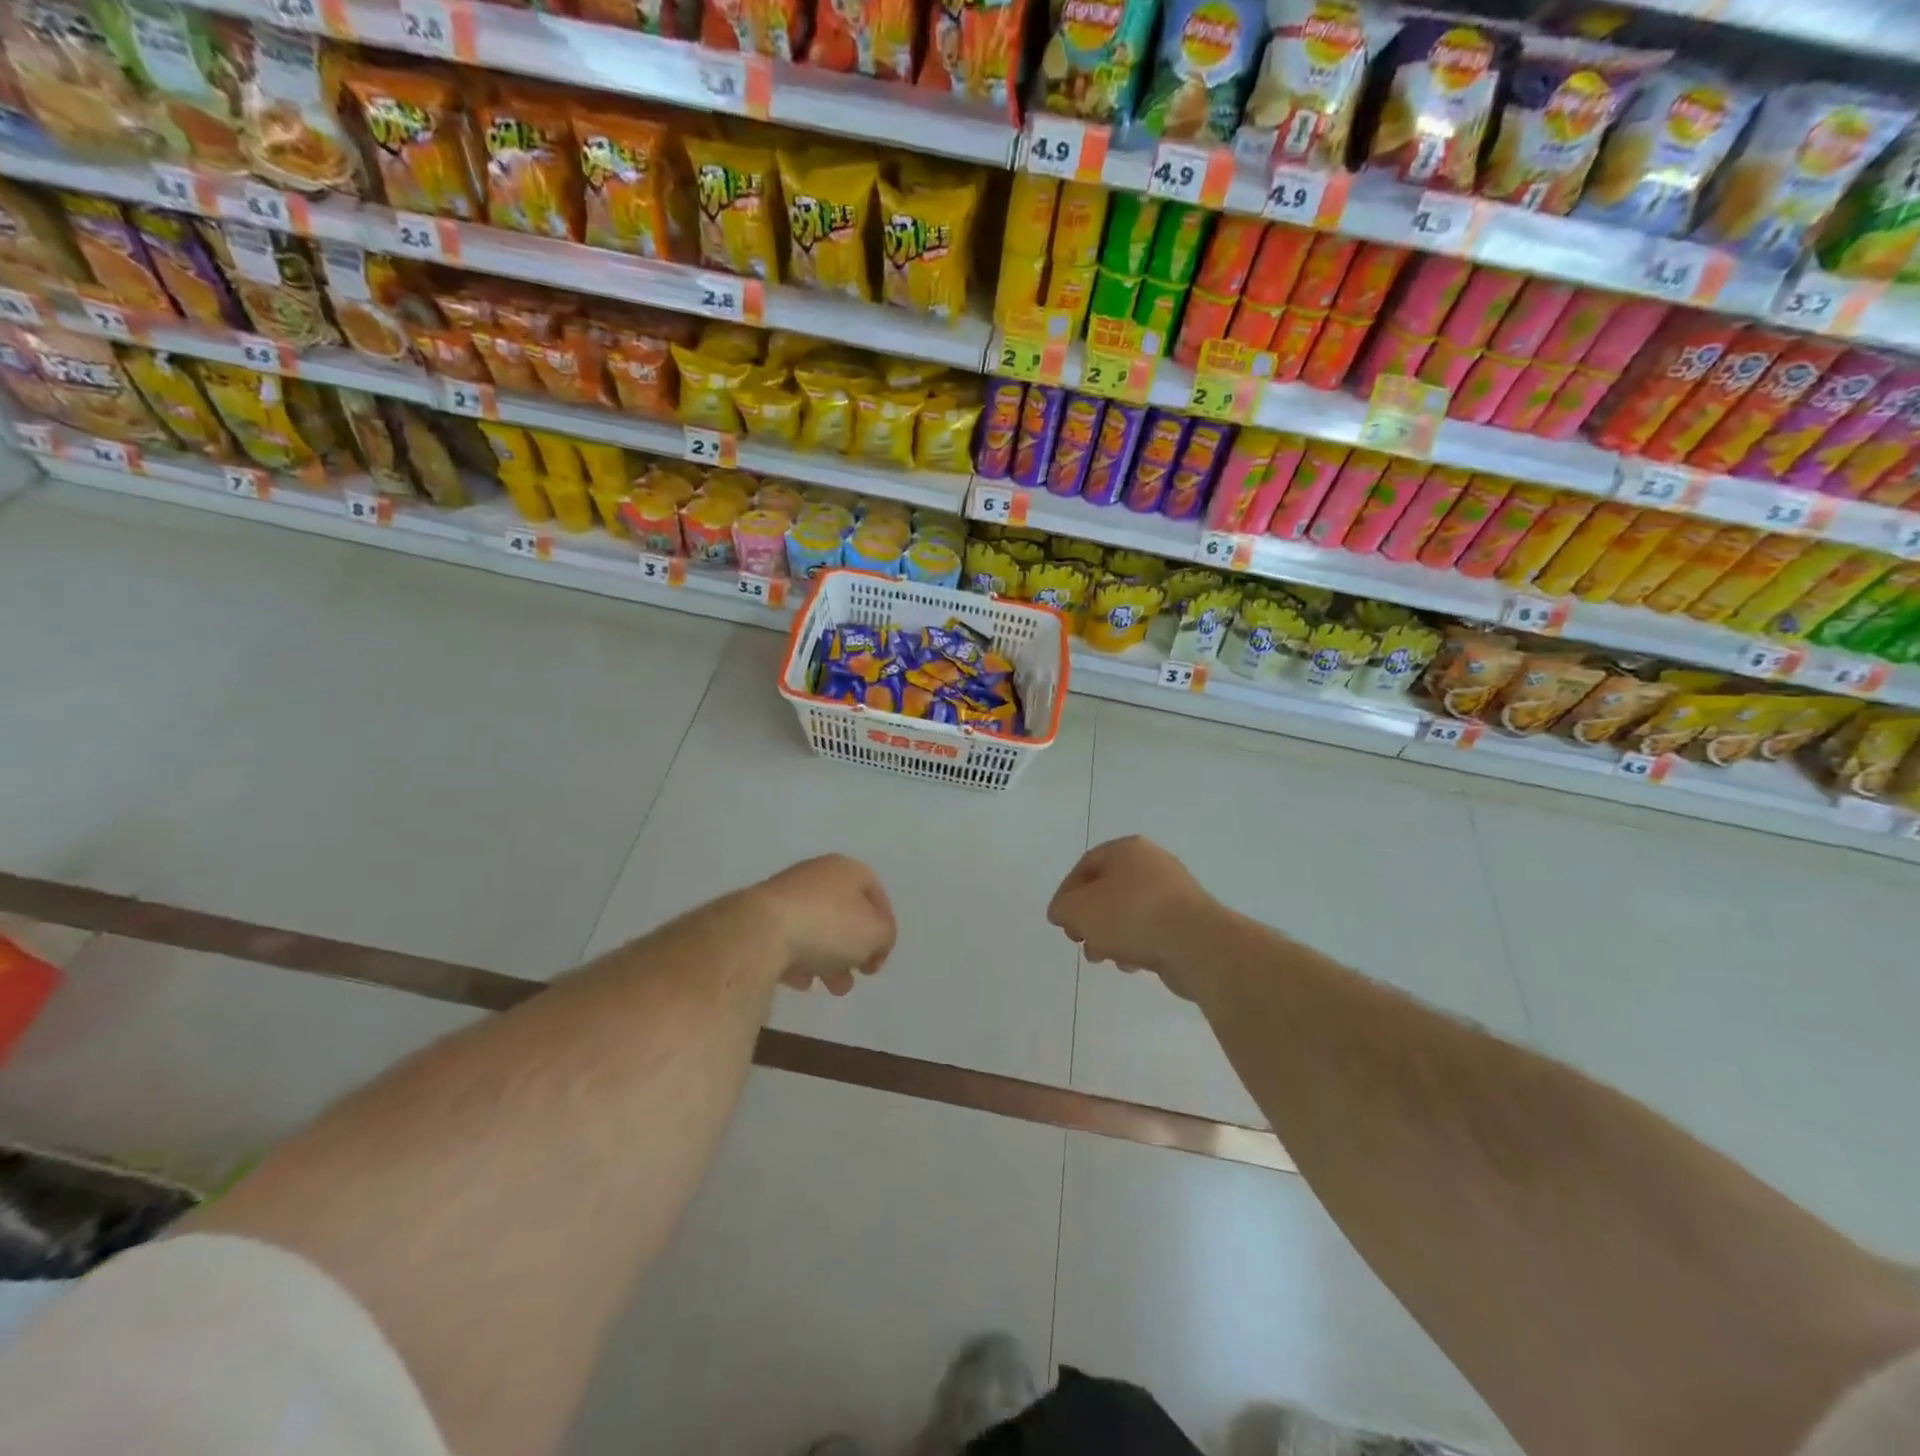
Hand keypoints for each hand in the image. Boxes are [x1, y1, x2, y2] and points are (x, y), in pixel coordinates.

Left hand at [753, 854, 896, 996]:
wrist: (760, 931)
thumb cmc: (829, 925)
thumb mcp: (876, 933)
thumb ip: (886, 936)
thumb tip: (876, 943)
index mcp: (846, 869)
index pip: (876, 896)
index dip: (884, 929)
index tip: (879, 959)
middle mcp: (816, 875)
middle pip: (845, 915)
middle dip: (853, 951)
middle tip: (855, 976)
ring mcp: (785, 896)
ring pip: (816, 930)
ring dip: (828, 961)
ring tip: (830, 987)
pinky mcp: (759, 918)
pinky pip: (788, 941)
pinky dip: (797, 961)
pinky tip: (799, 980)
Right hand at [1047, 836, 1216, 995]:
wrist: (1197, 945)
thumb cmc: (1131, 917)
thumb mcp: (1079, 910)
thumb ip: (1062, 908)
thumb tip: (1064, 912)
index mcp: (1127, 850)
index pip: (1086, 866)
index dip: (1067, 894)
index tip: (1061, 922)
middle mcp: (1153, 863)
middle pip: (1108, 890)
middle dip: (1089, 919)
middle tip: (1080, 941)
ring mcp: (1175, 892)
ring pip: (1129, 912)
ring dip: (1110, 935)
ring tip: (1104, 957)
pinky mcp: (1189, 920)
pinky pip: (1152, 928)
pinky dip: (1137, 943)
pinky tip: (1132, 964)